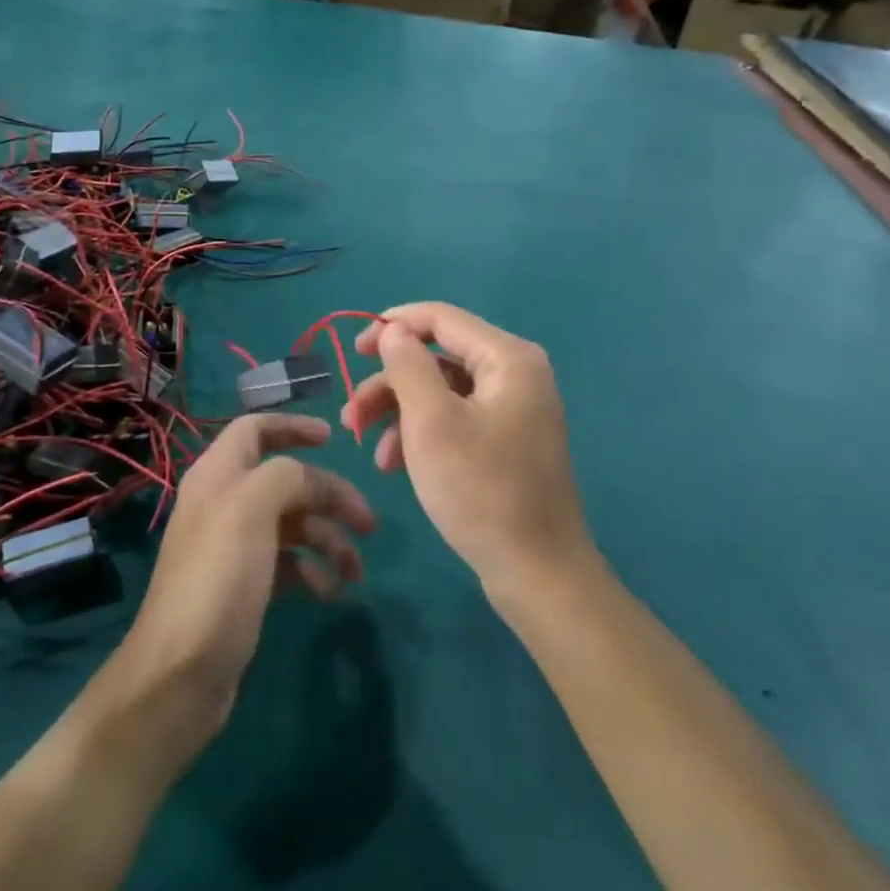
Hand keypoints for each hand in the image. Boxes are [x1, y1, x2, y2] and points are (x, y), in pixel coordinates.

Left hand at [108, 414, 374, 752]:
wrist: (181, 674)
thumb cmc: (218, 578)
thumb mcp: (252, 509)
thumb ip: (286, 476)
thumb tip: (312, 480)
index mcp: (218, 474)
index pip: (255, 429)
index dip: (292, 427)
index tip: (332, 438)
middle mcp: (225, 502)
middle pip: (286, 481)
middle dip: (329, 496)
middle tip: (368, 522)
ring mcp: (235, 546)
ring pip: (294, 524)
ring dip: (328, 540)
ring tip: (355, 571)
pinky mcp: (245, 585)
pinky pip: (289, 563)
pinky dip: (313, 572)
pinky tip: (329, 594)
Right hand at [342, 303, 593, 594]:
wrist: (537, 572)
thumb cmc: (481, 490)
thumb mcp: (431, 422)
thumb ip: (409, 365)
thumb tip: (395, 331)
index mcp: (508, 357)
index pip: (441, 317)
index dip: (393, 325)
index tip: (354, 349)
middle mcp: (516, 373)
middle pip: (439, 357)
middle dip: (390, 383)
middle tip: (351, 412)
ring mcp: (514, 408)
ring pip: (442, 390)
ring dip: (400, 412)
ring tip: (368, 447)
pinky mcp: (507, 439)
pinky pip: (456, 418)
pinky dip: (422, 433)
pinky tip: (395, 464)